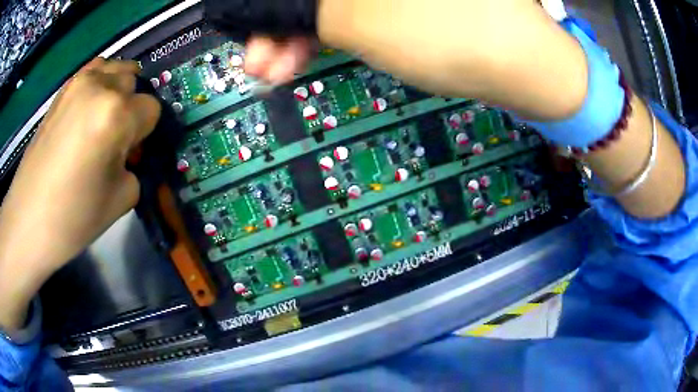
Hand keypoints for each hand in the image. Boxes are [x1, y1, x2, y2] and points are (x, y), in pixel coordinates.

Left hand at [0, 58, 160, 330]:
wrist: (29, 218)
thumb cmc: (73, 216)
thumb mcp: (120, 199)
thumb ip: (135, 166)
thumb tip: (130, 153)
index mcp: (116, 115)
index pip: (152, 109)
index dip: (146, 133)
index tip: (132, 154)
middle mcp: (101, 86)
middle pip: (135, 83)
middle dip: (132, 110)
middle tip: (116, 140)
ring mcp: (79, 82)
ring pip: (116, 69)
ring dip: (118, 91)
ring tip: (104, 120)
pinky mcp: (64, 88)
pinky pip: (94, 71)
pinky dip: (100, 83)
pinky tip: (90, 108)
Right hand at [245, 0, 587, 120]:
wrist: (520, 68)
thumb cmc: (450, 32)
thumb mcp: (364, 18)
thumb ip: (309, 8)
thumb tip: (270, 7)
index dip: (268, 4)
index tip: (247, 26)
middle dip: (278, 22)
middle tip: (256, 60)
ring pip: (328, 3)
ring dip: (295, 35)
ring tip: (273, 70)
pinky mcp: (403, 0)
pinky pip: (350, 11)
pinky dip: (324, 35)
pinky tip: (302, 60)